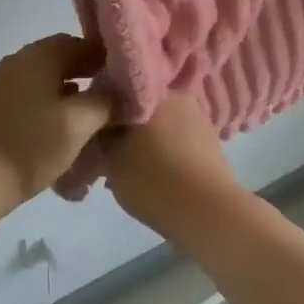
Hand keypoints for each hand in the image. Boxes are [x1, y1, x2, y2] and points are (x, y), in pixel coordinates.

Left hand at [0, 35, 114, 214]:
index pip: (78, 42)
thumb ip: (106, 101)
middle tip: (113, 95)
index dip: (104, 57)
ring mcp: (1, 84)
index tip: (126, 77)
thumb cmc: (32, 145)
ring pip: (45, 78)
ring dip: (70, 89)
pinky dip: (51, 103)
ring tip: (93, 112)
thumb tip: (122, 91)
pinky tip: (64, 125)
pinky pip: (31, 94)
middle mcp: (17, 62)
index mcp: (37, 57)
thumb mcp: (79, 123)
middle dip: (88, 73)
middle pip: (60, 58)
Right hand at [99, 94, 242, 233]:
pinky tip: (155, 177)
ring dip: (144, 143)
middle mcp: (178, 97)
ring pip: (160, 127)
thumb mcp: (110, 158)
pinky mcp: (211, 143)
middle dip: (124, 130)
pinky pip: (177, 142)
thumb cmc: (152, 179)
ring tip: (131, 172)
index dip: (100, 113)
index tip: (91, 135)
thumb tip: (102, 127)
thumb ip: (101, 136)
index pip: (116, 93)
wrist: (207, 212)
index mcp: (151, 92)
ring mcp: (198, 119)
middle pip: (140, 109)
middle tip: (109, 157)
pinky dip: (164, 154)